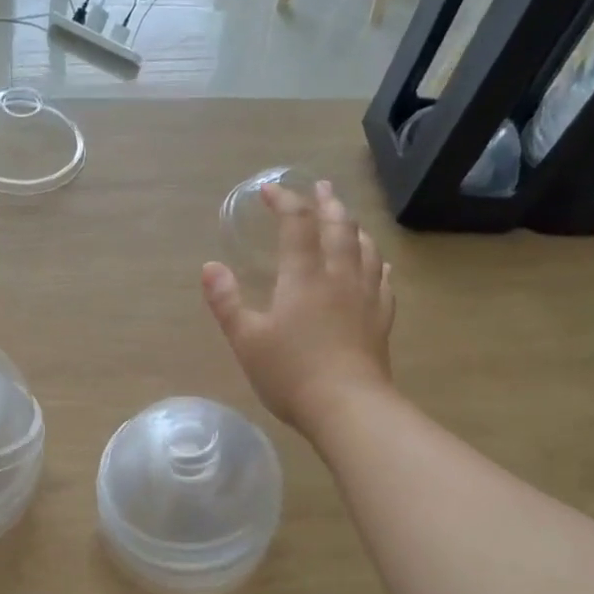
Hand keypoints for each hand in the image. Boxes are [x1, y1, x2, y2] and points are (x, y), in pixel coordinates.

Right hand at [202, 179, 394, 434]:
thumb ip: (226, 302)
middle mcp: (338, 277)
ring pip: (364, 248)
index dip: (284, 201)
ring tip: (347, 217)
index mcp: (303, 276)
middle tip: (320, 187)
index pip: (297, 224)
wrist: (348, 407)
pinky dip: (376, 263)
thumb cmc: (291, 373)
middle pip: (338, 228)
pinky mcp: (380, 320)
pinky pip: (382, 280)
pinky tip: (377, 263)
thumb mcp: (246, 339)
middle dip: (326, 203)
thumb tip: (210, 267)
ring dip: (353, 226)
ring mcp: (365, 297)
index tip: (269, 190)